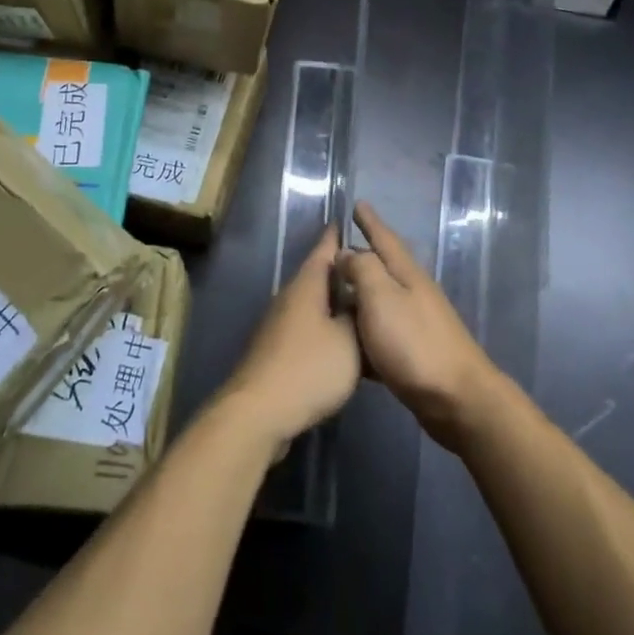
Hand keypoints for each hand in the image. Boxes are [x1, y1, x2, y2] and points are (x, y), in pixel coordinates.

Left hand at [219, 226, 359, 450]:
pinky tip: (344, 344)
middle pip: (319, 277)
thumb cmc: (309, 368)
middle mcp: (289, 298)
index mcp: (306, 286)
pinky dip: (327, 329)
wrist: (260, 412)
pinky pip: (308, 329)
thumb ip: (358, 315)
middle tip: (372, 271)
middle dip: (343, 273)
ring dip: (336, 304)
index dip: (338, 236)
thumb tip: (360, 298)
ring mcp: (279, 325)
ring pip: (314, 305)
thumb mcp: (349, 340)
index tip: (350, 222)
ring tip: (365, 307)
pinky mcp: (277, 352)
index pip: (324, 249)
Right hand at [338, 203, 501, 453]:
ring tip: (337, 291)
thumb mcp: (382, 298)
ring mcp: (417, 324)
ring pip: (382, 299)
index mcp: (407, 275)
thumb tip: (347, 253)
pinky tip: (350, 339)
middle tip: (336, 248)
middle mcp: (414, 294)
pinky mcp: (414, 354)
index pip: (385, 239)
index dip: (370, 222)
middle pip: (384, 267)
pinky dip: (365, 328)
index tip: (357, 204)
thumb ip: (362, 270)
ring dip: (361, 292)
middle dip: (363, 255)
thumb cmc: (414, 344)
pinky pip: (381, 331)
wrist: (457, 400)